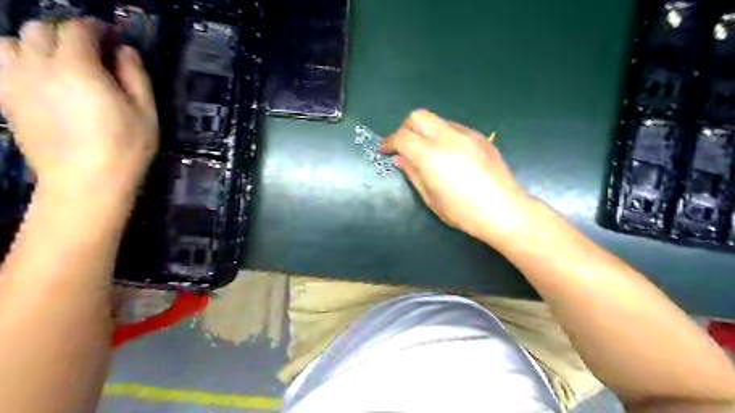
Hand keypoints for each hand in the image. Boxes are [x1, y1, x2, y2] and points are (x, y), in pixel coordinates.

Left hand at [0, 20, 159, 198]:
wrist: (86, 181)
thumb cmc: (126, 148)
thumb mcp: (146, 113)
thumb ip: (136, 76)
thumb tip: (125, 50)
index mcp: (78, 67)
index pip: (78, 29)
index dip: (97, 28)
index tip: (114, 38)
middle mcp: (39, 66)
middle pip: (41, 29)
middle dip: (68, 32)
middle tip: (92, 50)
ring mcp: (16, 82)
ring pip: (11, 41)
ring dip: (36, 43)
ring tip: (60, 60)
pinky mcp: (7, 99)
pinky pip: (0, 65)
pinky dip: (18, 61)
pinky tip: (40, 77)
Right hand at [378, 110, 534, 243]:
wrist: (504, 211)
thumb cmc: (463, 212)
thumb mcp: (431, 198)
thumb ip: (412, 173)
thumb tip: (399, 158)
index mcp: (431, 155)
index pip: (402, 137)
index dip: (388, 142)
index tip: (384, 151)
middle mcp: (447, 137)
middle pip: (418, 116)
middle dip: (404, 128)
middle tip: (402, 147)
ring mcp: (467, 134)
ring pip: (437, 119)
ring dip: (424, 130)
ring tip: (425, 151)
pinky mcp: (480, 137)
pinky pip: (454, 128)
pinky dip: (442, 135)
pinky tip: (447, 154)